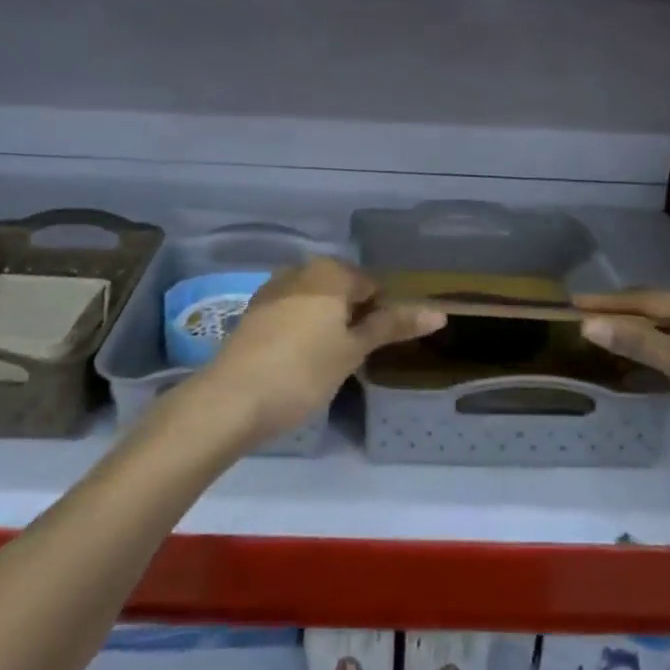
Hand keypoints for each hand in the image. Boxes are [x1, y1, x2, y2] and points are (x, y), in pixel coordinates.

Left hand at [204, 259, 443, 444]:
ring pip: (315, 301)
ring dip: (328, 323)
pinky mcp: (253, 314)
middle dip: (354, 317)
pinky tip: (300, 360)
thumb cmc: (303, 371)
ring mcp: (272, 290)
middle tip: (358, 356)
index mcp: (329, 272)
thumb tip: (439, 312)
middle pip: (342, 289)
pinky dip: (302, 329)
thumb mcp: (353, 350)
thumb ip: (392, 326)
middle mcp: (300, 270)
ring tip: (331, 361)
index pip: (372, 285)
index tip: (381, 346)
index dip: (383, 314)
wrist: (230, 399)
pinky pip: (291, 313)